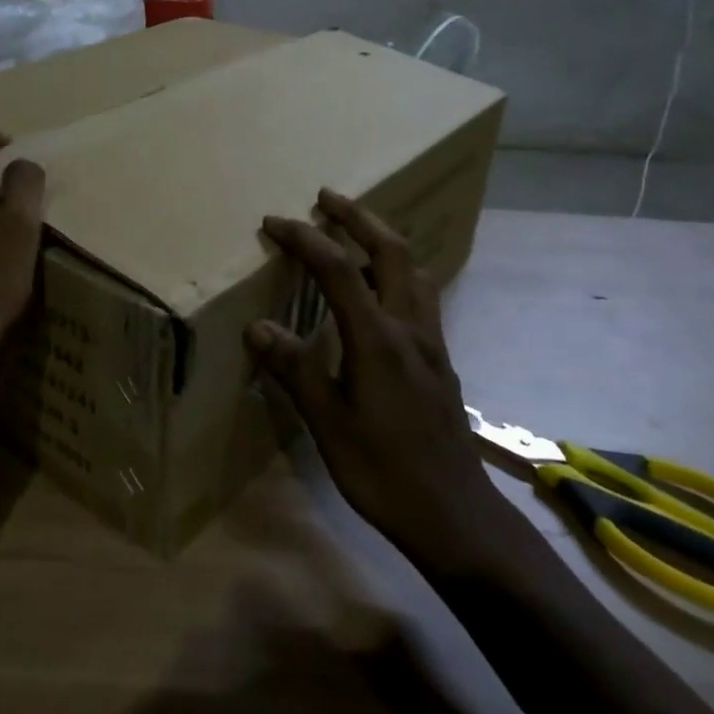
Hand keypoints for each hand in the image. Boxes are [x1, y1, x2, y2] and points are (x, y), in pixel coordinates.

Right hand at [248, 190, 518, 570]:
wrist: (455, 516)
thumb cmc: (384, 472)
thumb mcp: (328, 425)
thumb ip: (295, 370)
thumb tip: (257, 326)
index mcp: (379, 340)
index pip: (340, 270)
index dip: (306, 239)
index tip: (274, 222)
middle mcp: (410, 329)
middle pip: (391, 252)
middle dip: (358, 217)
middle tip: (327, 197)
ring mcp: (431, 343)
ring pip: (413, 271)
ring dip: (383, 240)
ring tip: (354, 230)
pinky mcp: (439, 361)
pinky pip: (420, 296)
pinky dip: (397, 272)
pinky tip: (379, 290)